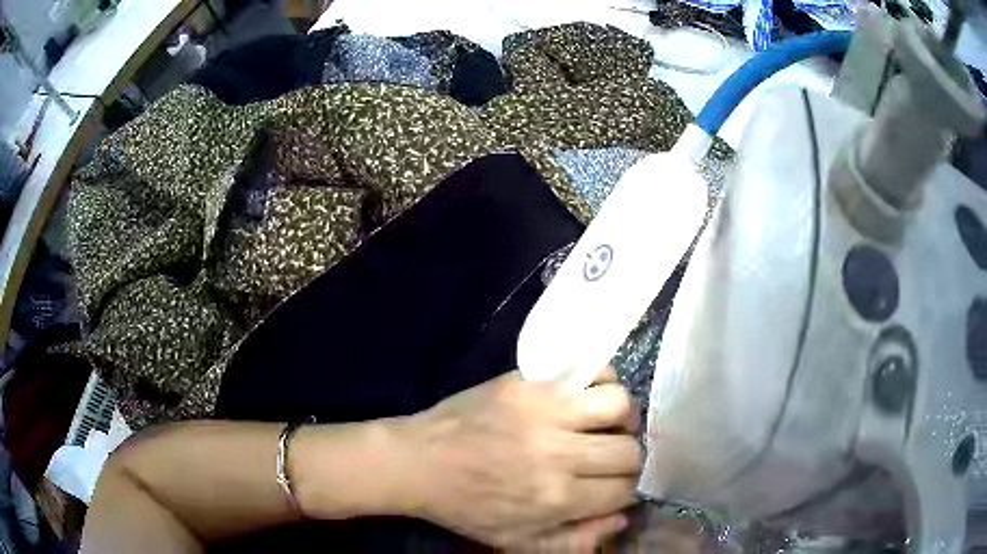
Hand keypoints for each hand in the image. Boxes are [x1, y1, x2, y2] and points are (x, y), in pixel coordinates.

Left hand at [397, 369, 641, 548]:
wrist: (418, 463)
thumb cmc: (467, 507)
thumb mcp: (517, 541)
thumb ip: (575, 539)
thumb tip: (623, 516)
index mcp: (557, 498)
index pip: (626, 489)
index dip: (627, 489)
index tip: (616, 486)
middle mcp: (560, 453)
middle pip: (630, 451)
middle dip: (628, 459)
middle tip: (610, 459)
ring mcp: (546, 411)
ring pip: (620, 406)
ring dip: (622, 420)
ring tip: (606, 426)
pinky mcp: (530, 383)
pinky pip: (591, 373)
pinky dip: (603, 385)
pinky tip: (589, 399)